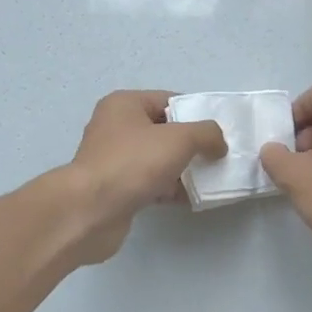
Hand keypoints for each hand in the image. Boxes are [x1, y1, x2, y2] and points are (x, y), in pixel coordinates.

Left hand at [59, 91, 226, 265]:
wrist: (90, 211)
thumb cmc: (133, 162)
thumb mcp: (179, 139)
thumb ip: (207, 134)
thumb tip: (219, 143)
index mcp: (125, 104)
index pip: (169, 100)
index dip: (196, 113)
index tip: (220, 132)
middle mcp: (115, 127)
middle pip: (164, 131)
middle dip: (192, 144)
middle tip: (218, 157)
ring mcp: (114, 159)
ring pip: (158, 159)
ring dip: (183, 169)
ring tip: (211, 180)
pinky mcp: (116, 188)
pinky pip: (150, 183)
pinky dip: (170, 189)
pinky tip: (192, 199)